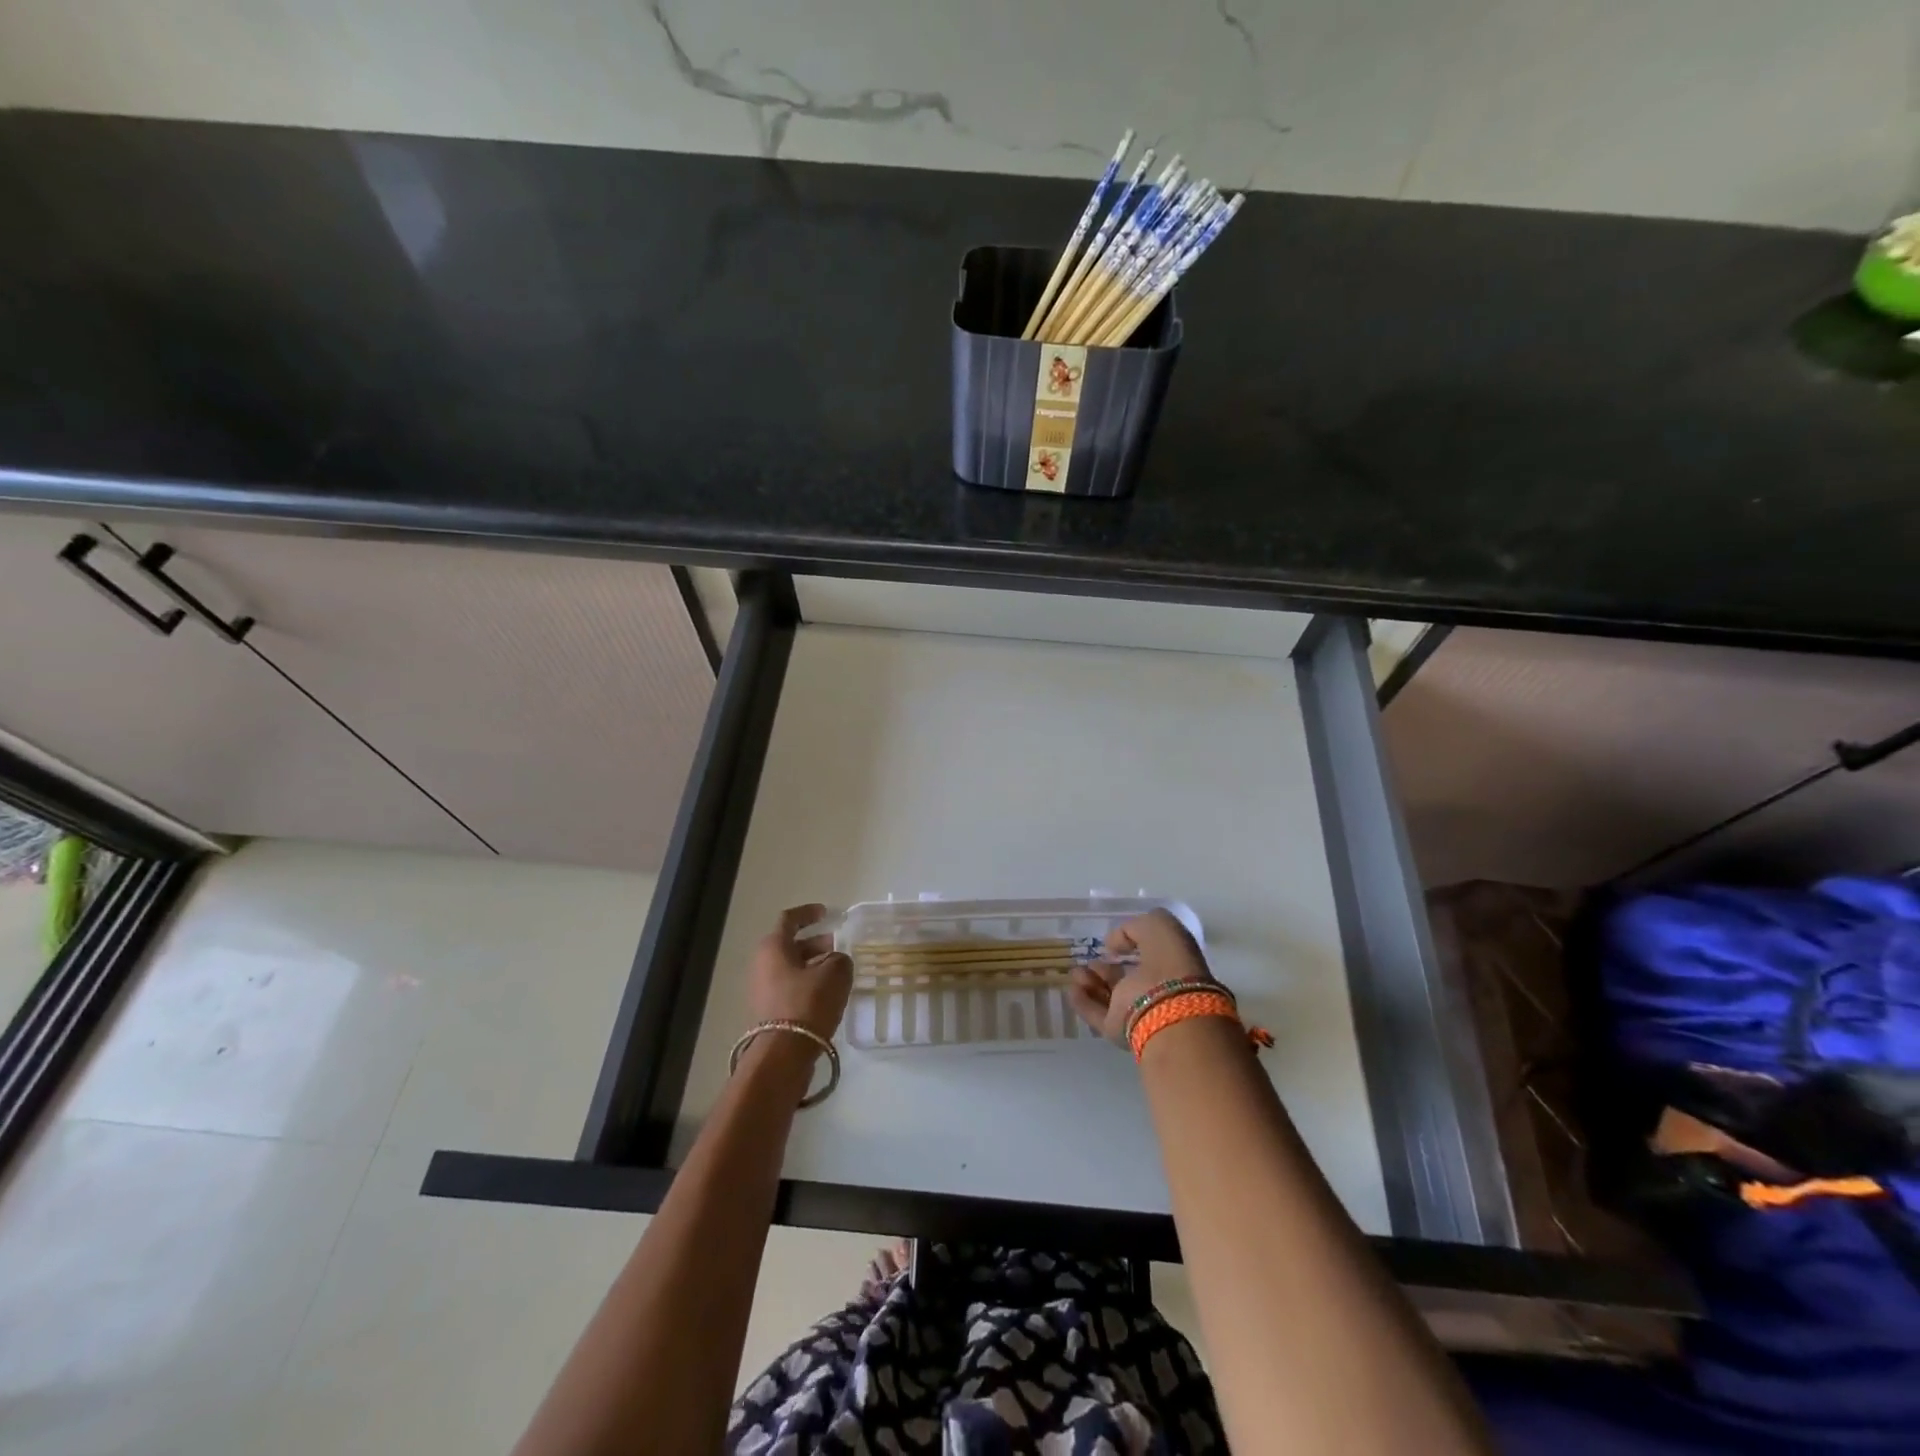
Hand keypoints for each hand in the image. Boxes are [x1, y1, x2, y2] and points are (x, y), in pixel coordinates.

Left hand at [747, 903, 852, 1041]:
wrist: (783, 1055)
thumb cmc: (807, 1004)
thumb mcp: (835, 974)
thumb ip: (840, 959)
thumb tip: (836, 962)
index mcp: (773, 947)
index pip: (789, 919)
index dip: (809, 913)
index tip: (827, 913)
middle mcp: (762, 964)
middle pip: (790, 945)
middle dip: (816, 943)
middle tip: (839, 947)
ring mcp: (763, 989)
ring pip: (791, 968)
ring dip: (814, 965)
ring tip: (839, 972)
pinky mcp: (769, 1012)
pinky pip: (790, 988)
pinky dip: (809, 985)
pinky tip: (829, 994)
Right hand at [1068, 908, 1214, 1045]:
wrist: (1165, 1007)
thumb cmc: (1169, 961)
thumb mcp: (1158, 926)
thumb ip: (1134, 927)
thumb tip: (1113, 945)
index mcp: (1173, 968)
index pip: (1150, 956)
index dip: (1132, 947)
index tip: (1113, 943)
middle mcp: (1157, 991)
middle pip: (1127, 978)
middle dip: (1107, 967)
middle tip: (1092, 958)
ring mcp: (1137, 1012)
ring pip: (1110, 996)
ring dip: (1092, 982)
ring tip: (1077, 971)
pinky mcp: (1117, 1030)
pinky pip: (1096, 1013)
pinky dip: (1083, 1001)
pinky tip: (1072, 988)